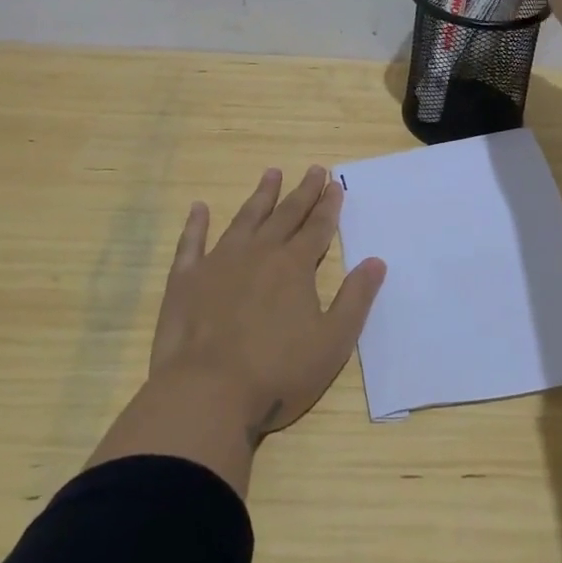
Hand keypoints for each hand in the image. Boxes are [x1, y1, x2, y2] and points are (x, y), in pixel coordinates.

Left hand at [149, 166, 385, 444]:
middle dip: (302, 192)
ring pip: (244, 219)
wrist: (206, 393)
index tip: (335, 183)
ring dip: (260, 196)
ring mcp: (218, 262)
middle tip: (314, 169)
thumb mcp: (332, 342)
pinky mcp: (186, 279)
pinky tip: (199, 208)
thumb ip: (355, 299)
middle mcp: (258, 253)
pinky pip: (192, 242)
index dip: (328, 205)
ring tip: (271, 173)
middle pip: (285, 215)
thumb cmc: (277, 373)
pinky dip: (196, 224)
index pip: (317, 227)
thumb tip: (376, 261)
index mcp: (294, 267)